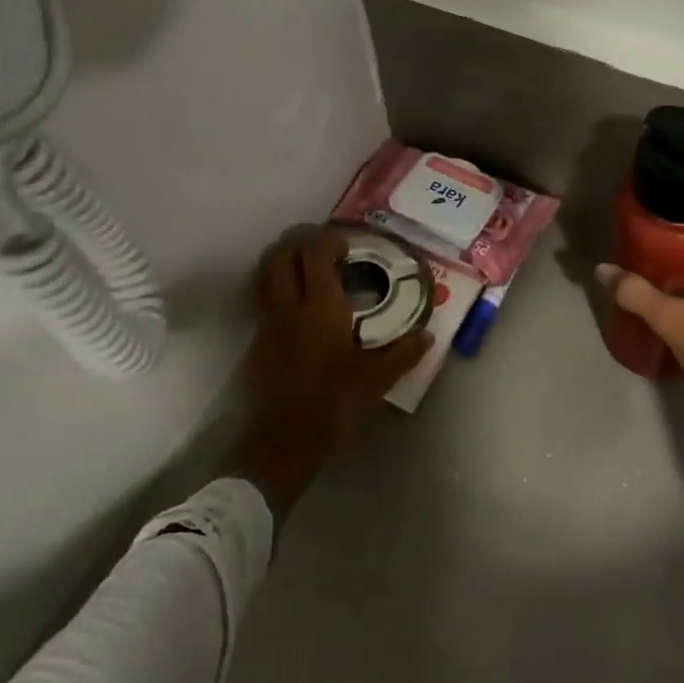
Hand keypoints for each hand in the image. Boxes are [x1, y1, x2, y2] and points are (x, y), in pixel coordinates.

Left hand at [226, 227, 431, 517]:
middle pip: (280, 254)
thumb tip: (427, 335)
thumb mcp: (377, 380)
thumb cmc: (334, 405)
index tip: (347, 245)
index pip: (315, 253)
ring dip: (283, 260)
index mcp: (320, 308)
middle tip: (323, 247)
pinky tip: (298, 305)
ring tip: (307, 268)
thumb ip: (403, 353)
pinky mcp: (256, 343)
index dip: (328, 239)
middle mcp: (288, 307)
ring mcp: (267, 324)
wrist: (282, 443)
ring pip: (265, 274)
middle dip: (299, 241)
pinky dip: (277, 287)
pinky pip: (263, 298)